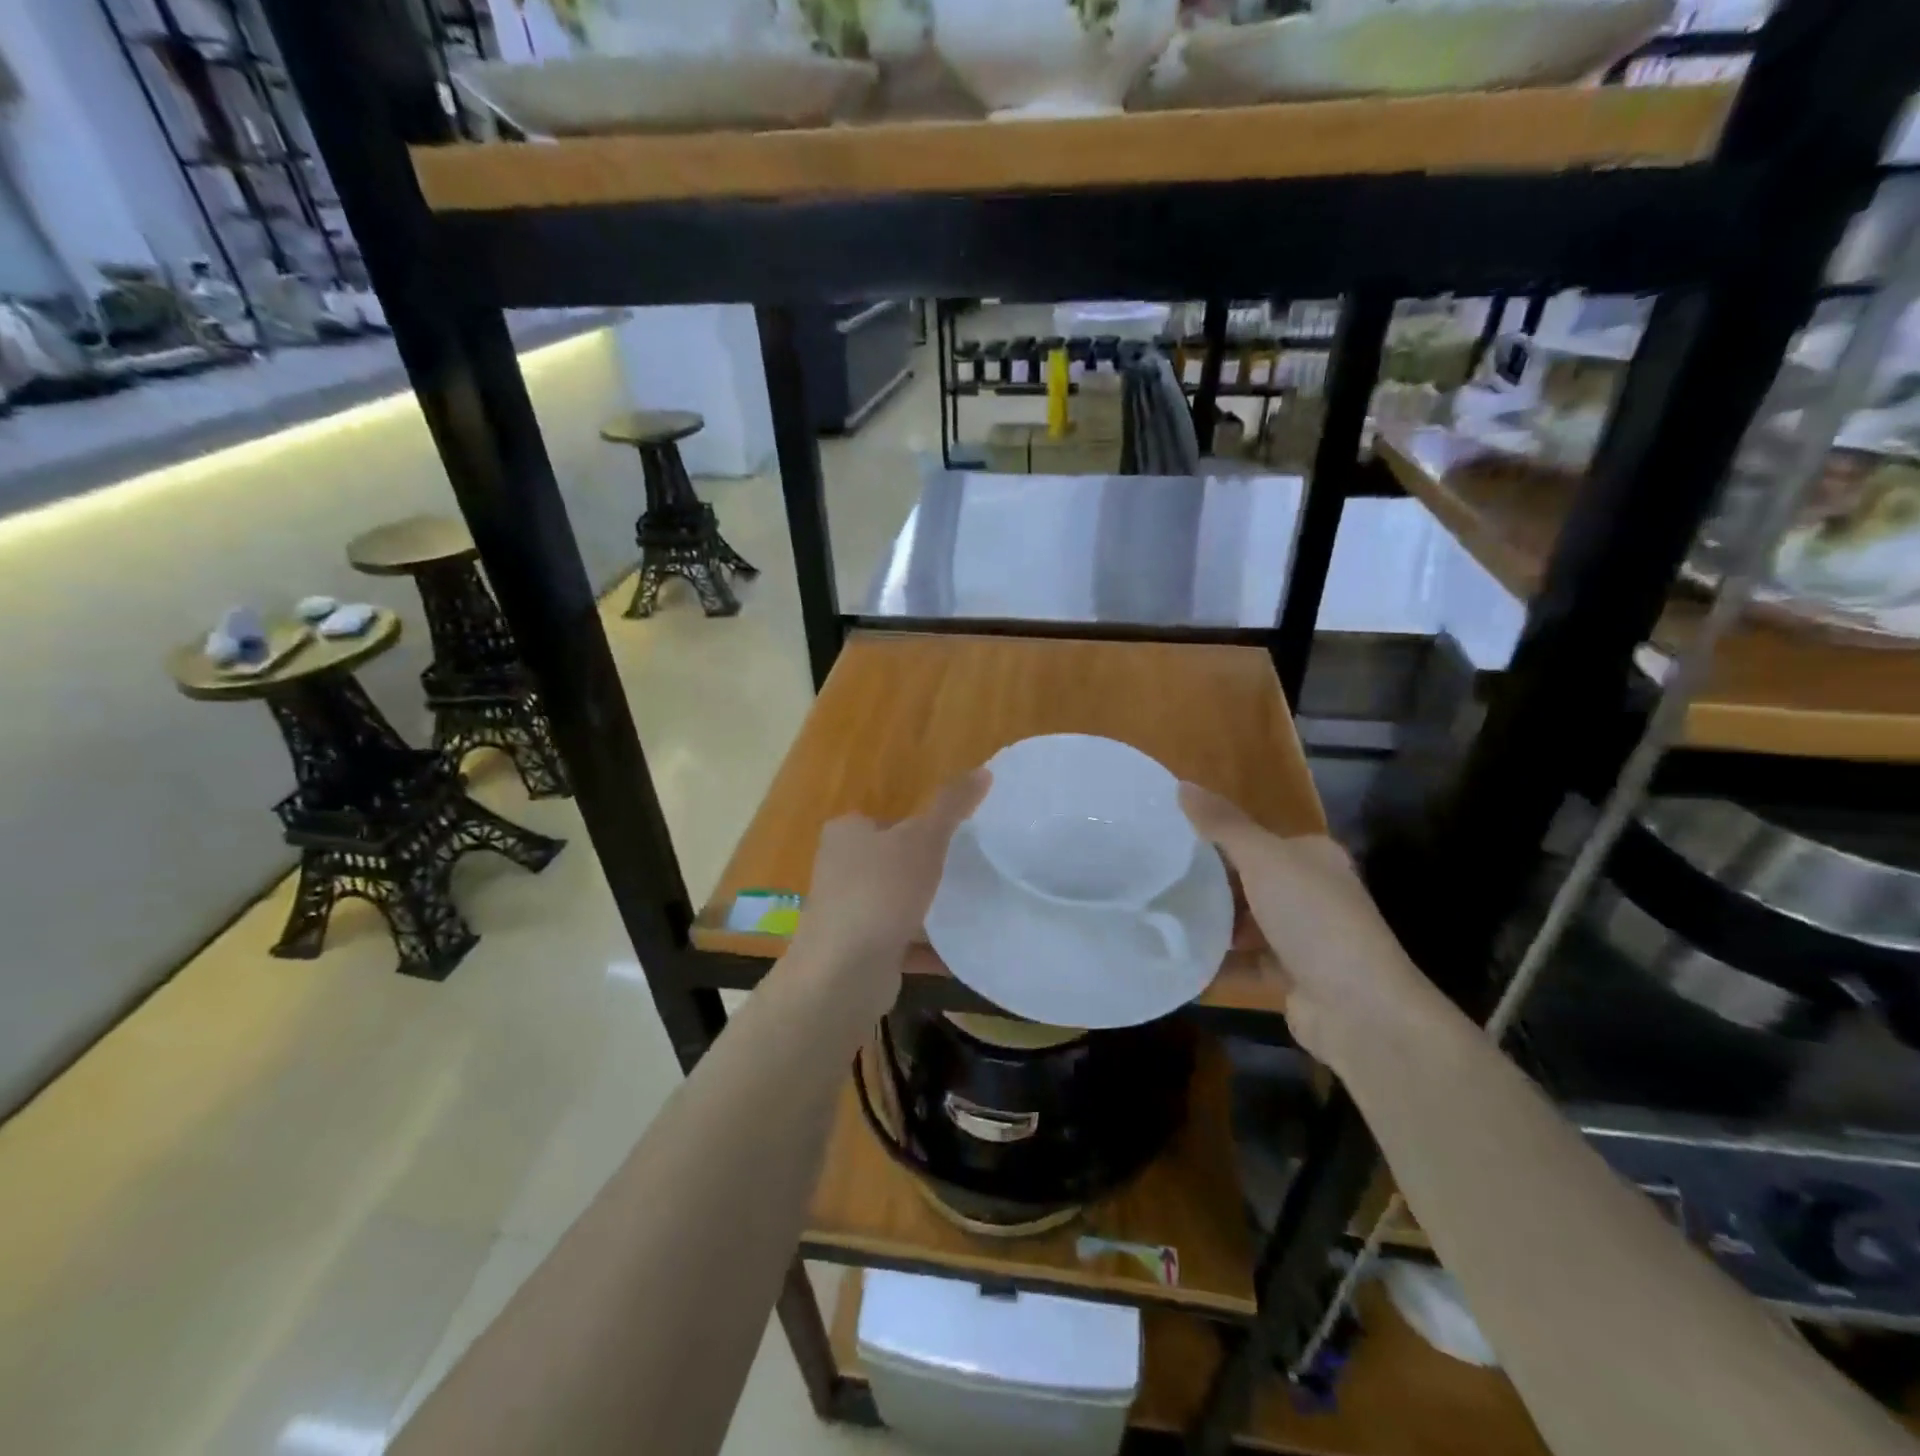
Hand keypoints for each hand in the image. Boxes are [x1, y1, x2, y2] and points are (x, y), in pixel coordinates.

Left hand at [790, 770, 990, 1018]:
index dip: (919, 826)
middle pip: (892, 863)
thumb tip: (984, 770)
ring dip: (927, 911)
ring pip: (896, 905)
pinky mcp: (858, 953)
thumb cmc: (880, 892)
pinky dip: (928, 950)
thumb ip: (952, 806)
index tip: (957, 839)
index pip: (886, 820)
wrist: (843, 974)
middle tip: (969, 872)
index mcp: (847, 834)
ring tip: (972, 910)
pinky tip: (961, 953)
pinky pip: (902, 945)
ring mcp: (847, 914)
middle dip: (926, 870)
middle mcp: (840, 870)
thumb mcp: (923, 839)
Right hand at [1179, 783, 1438, 1065]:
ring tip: (1160, 916)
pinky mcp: (1292, 976)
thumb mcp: (1264, 859)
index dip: (1215, 837)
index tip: (1169, 840)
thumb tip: (1181, 785)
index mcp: (1312, 857)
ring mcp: (1304, 938)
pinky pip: (1244, 962)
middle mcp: (1312, 893)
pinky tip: (1179, 958)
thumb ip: (1222, 825)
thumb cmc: (1313, 918)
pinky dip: (1217, 962)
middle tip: (1157, 879)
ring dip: (1211, 923)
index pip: (1257, 839)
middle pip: (1249, 881)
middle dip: (1208, 882)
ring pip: (1245, 923)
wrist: (1359, 1009)